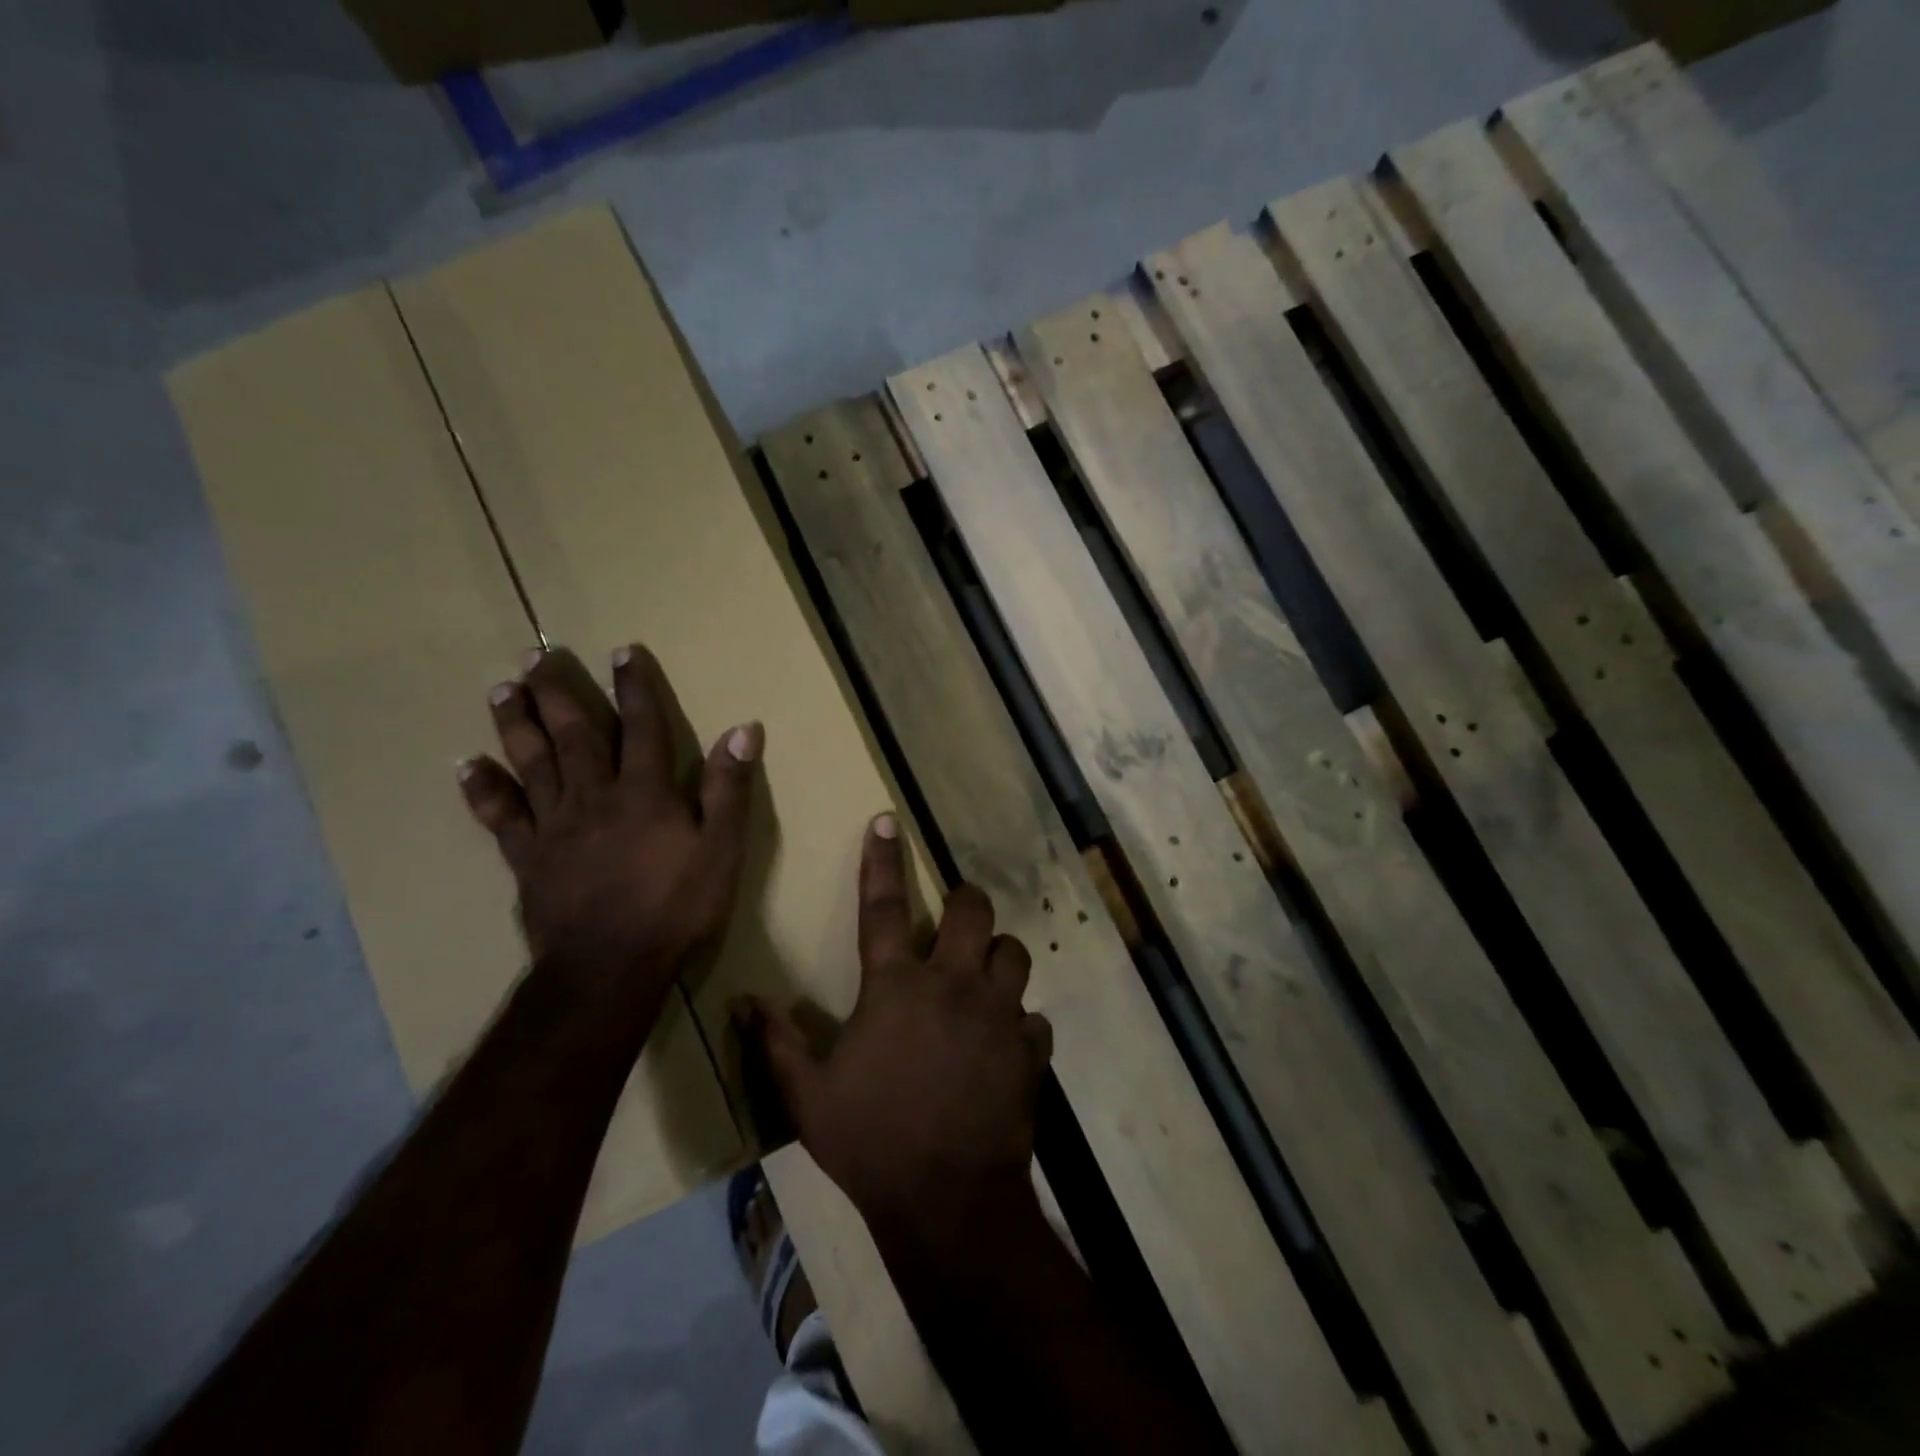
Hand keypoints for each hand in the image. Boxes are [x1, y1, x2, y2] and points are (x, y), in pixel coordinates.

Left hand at [459, 646, 761, 993]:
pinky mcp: (527, 857)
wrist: (610, 968)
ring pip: (531, 764)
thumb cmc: (676, 907)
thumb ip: (729, 788)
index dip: (634, 686)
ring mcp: (554, 826)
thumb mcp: (722, 849)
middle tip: (538, 657)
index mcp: (644, 792)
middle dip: (559, 692)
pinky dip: (482, 790)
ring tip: (502, 690)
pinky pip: (500, 817)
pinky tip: (466, 767)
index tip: (622, 651)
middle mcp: (594, 796)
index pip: (642, 726)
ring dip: (516, 724)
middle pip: (574, 735)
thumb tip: (744, 729)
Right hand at [740, 816, 1052, 1244]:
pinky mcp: (1030, 1048)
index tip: (889, 820)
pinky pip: (1033, 1018)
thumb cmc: (872, 1143)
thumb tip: (741, 1001)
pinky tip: (1005, 1045)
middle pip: (973, 912)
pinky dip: (1020, 1024)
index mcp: (896, 988)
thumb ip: (776, 1043)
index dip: (882, 860)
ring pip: (1015, 954)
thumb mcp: (809, 1098)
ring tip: (984, 979)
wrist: (948, 1202)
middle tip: (956, 919)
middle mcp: (953, 985)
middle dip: (966, 903)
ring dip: (1000, 959)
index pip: (881, 907)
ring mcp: (999, 1014)